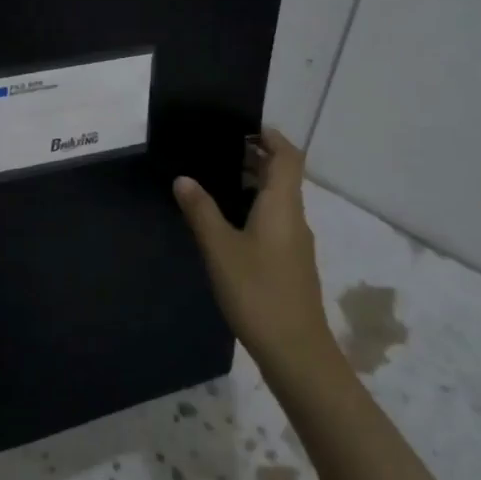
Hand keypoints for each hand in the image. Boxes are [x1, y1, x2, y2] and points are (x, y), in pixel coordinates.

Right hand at [173, 128, 334, 380]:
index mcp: (282, 205)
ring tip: (215, 181)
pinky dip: (255, 208)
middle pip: (284, 175)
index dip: (270, 137)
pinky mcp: (291, 263)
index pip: (288, 156)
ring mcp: (296, 242)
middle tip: (217, 151)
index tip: (242, 128)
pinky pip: (275, 221)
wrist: (296, 351)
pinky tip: (228, 224)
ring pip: (279, 199)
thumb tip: (183, 178)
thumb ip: (201, 211)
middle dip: (256, 157)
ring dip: (254, 184)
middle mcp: (294, 217)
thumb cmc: (258, 292)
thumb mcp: (220, 249)